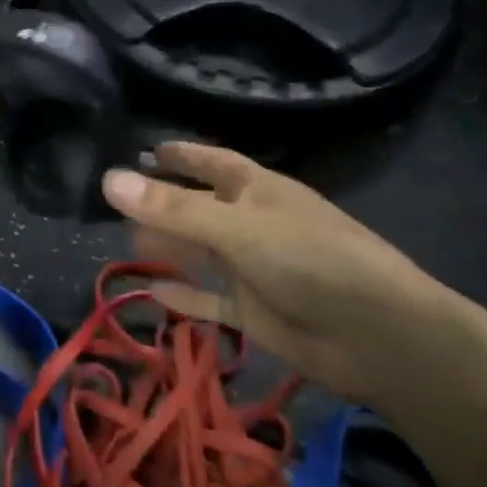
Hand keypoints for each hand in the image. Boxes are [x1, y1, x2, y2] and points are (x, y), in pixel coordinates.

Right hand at [102, 143, 457, 400]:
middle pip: (200, 208)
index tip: (147, 149)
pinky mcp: (256, 312)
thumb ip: (171, 210)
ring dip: (170, 249)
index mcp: (258, 190)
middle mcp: (254, 224)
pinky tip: (152, 293)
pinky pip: (210, 300)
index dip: (182, 154)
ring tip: (128, 245)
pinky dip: (184, 296)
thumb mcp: (236, 229)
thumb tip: (107, 179)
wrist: (379, 338)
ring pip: (202, 253)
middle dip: (164, 206)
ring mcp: (256, 269)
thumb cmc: (310, 261)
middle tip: (118, 206)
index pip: (213, 162)